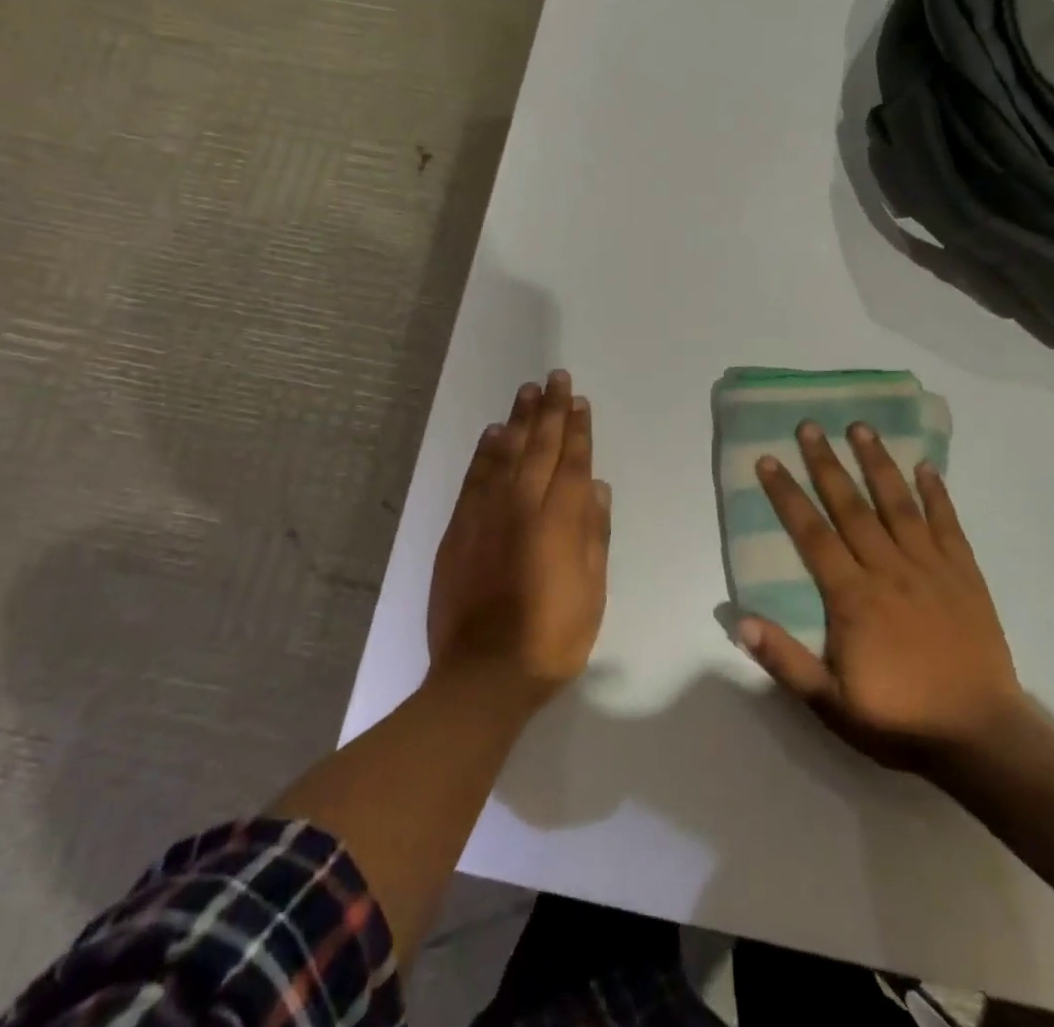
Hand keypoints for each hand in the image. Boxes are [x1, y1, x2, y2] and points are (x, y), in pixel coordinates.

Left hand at [426, 371, 610, 704]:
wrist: (483, 674)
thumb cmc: (552, 638)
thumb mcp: (592, 592)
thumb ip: (594, 535)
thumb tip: (595, 487)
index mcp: (558, 521)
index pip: (571, 462)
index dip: (577, 430)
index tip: (579, 401)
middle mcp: (521, 507)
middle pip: (539, 448)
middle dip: (550, 411)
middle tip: (555, 379)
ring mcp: (485, 515)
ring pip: (506, 454)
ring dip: (518, 420)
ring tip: (527, 392)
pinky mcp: (458, 529)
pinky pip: (475, 478)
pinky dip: (486, 452)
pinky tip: (495, 433)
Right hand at [737, 421, 1028, 771]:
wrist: (982, 739)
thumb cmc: (900, 720)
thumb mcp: (830, 704)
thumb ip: (784, 660)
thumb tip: (739, 619)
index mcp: (852, 596)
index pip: (812, 533)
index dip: (787, 494)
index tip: (769, 460)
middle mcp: (888, 569)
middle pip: (850, 506)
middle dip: (826, 463)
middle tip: (809, 425)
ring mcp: (930, 568)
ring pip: (898, 504)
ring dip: (877, 463)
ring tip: (861, 427)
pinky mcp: (965, 575)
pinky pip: (948, 524)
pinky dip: (936, 493)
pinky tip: (925, 465)